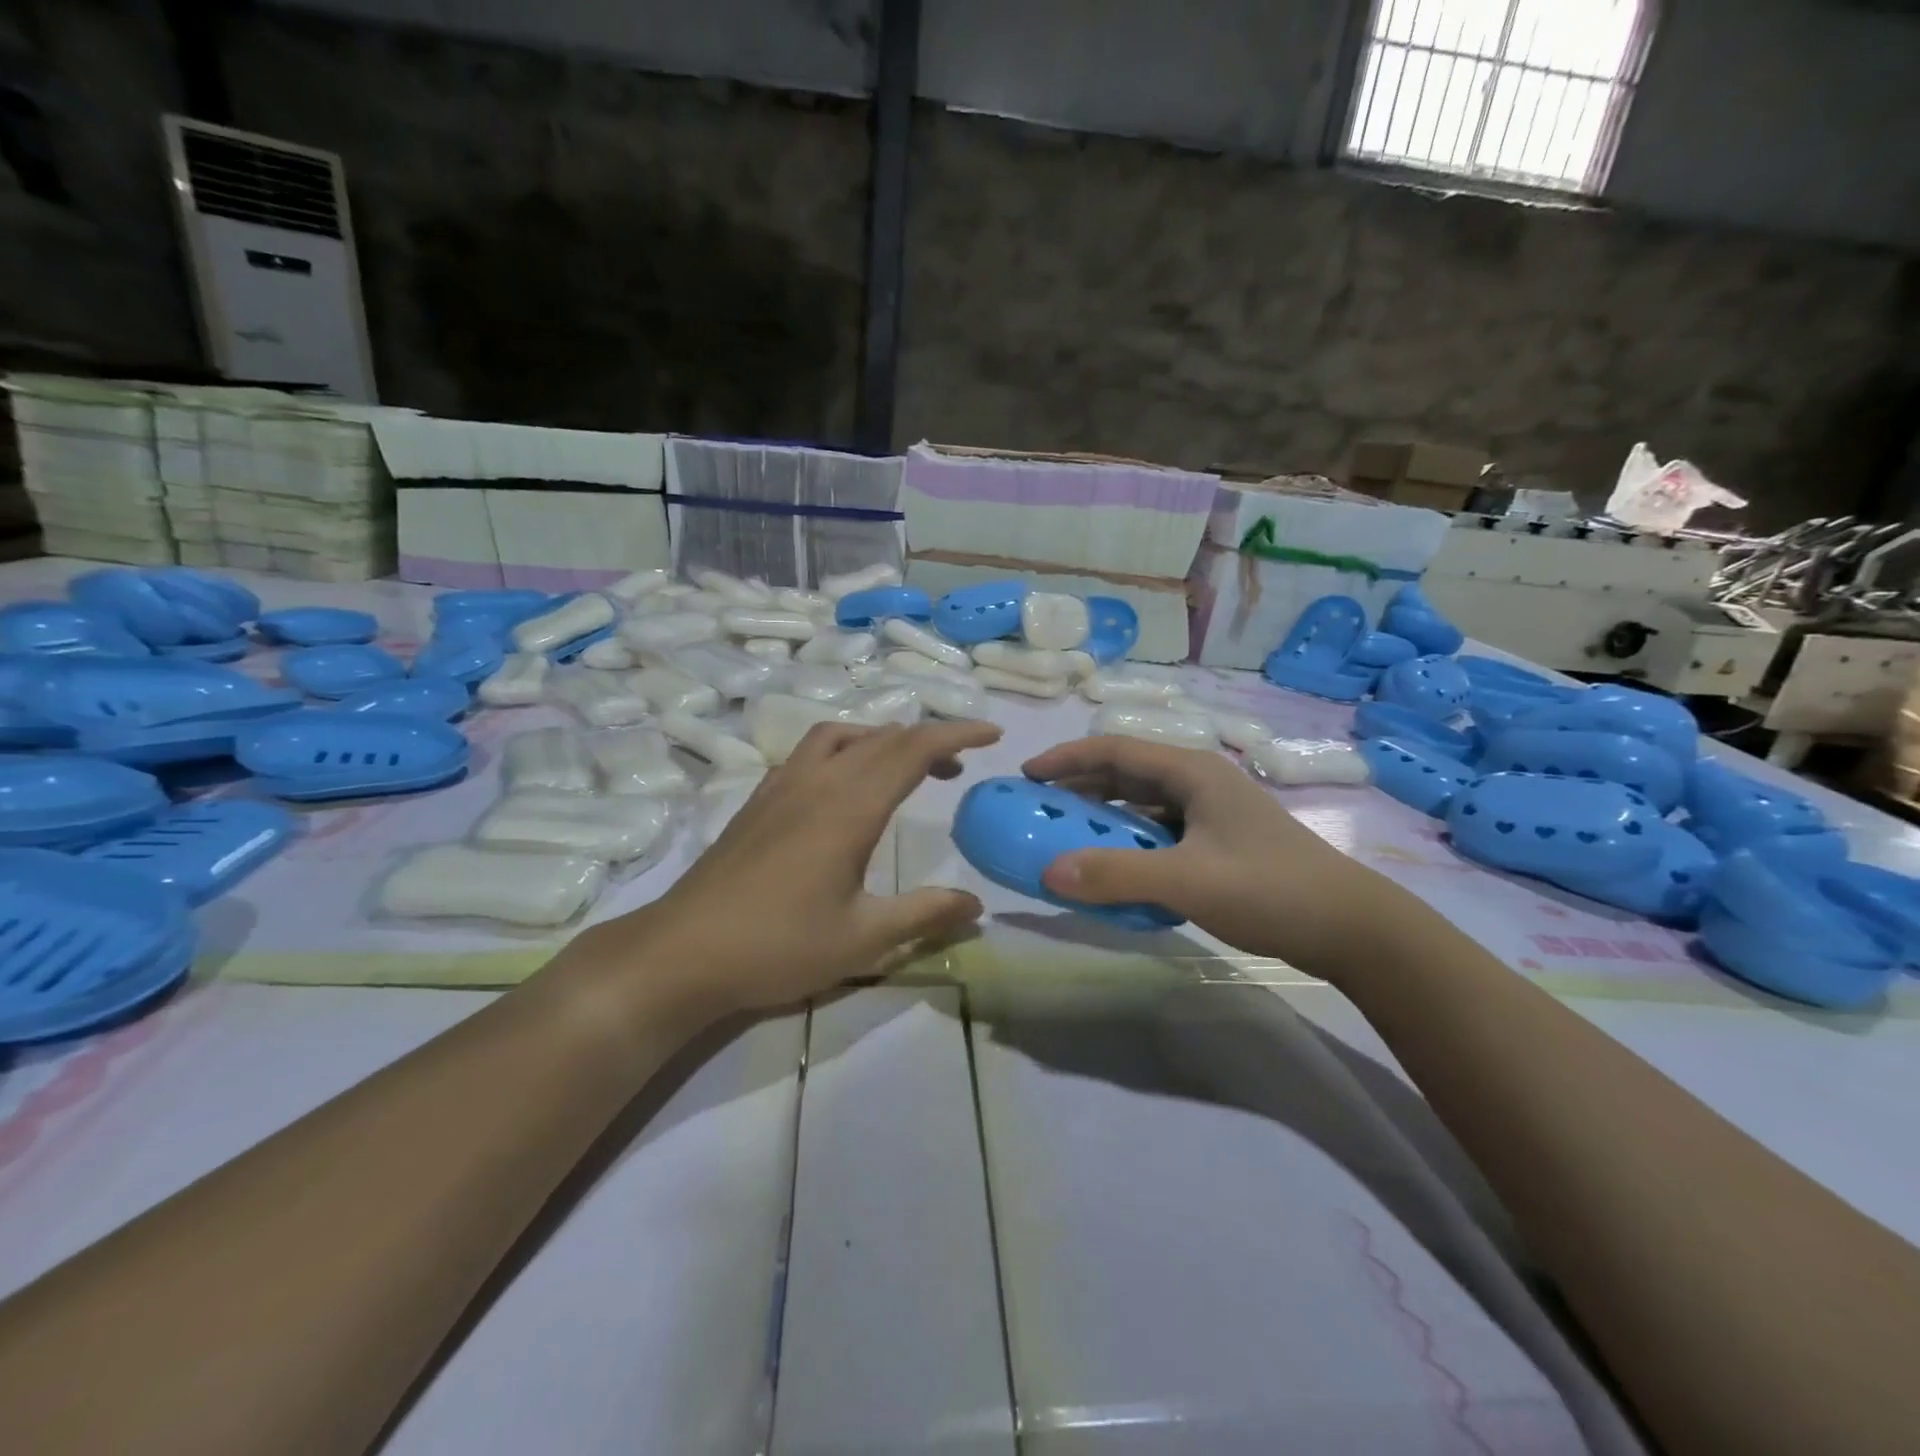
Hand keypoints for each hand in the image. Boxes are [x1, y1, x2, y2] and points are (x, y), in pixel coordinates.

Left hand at [576, 720, 1001, 1016]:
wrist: (683, 952)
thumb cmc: (778, 946)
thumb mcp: (863, 939)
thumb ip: (924, 914)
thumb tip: (977, 906)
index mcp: (849, 806)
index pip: (913, 749)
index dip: (956, 734)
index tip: (992, 735)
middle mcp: (817, 781)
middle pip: (883, 736)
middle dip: (929, 738)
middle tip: (959, 763)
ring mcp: (782, 785)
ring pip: (842, 735)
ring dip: (883, 738)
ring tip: (906, 767)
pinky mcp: (759, 798)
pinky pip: (812, 751)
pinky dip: (846, 748)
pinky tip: (845, 786)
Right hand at [1023, 735, 1403, 974]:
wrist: (1351, 927)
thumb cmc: (1269, 889)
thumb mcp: (1187, 881)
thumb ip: (1117, 875)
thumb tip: (1048, 871)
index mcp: (1191, 772)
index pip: (1115, 751)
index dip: (1067, 759)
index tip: (1026, 775)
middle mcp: (1199, 782)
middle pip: (1127, 774)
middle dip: (1080, 786)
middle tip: (1038, 806)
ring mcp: (1212, 812)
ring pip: (1143, 804)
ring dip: (1104, 815)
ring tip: (1066, 834)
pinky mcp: (1220, 841)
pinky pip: (1159, 831)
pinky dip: (1129, 841)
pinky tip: (1116, 866)